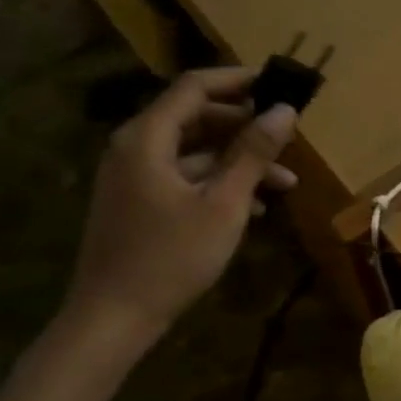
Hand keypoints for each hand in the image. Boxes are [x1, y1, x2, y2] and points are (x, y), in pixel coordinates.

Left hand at [63, 68, 297, 343]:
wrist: (113, 319)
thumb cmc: (171, 257)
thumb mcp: (223, 203)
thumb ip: (253, 153)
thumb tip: (285, 110)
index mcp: (147, 138)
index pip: (195, 87)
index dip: (239, 80)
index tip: (279, 85)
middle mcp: (136, 147)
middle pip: (196, 116)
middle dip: (245, 126)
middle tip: (287, 136)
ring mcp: (135, 176)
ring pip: (195, 150)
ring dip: (239, 160)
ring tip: (285, 181)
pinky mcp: (140, 201)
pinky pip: (184, 176)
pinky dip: (219, 182)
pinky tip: (255, 205)